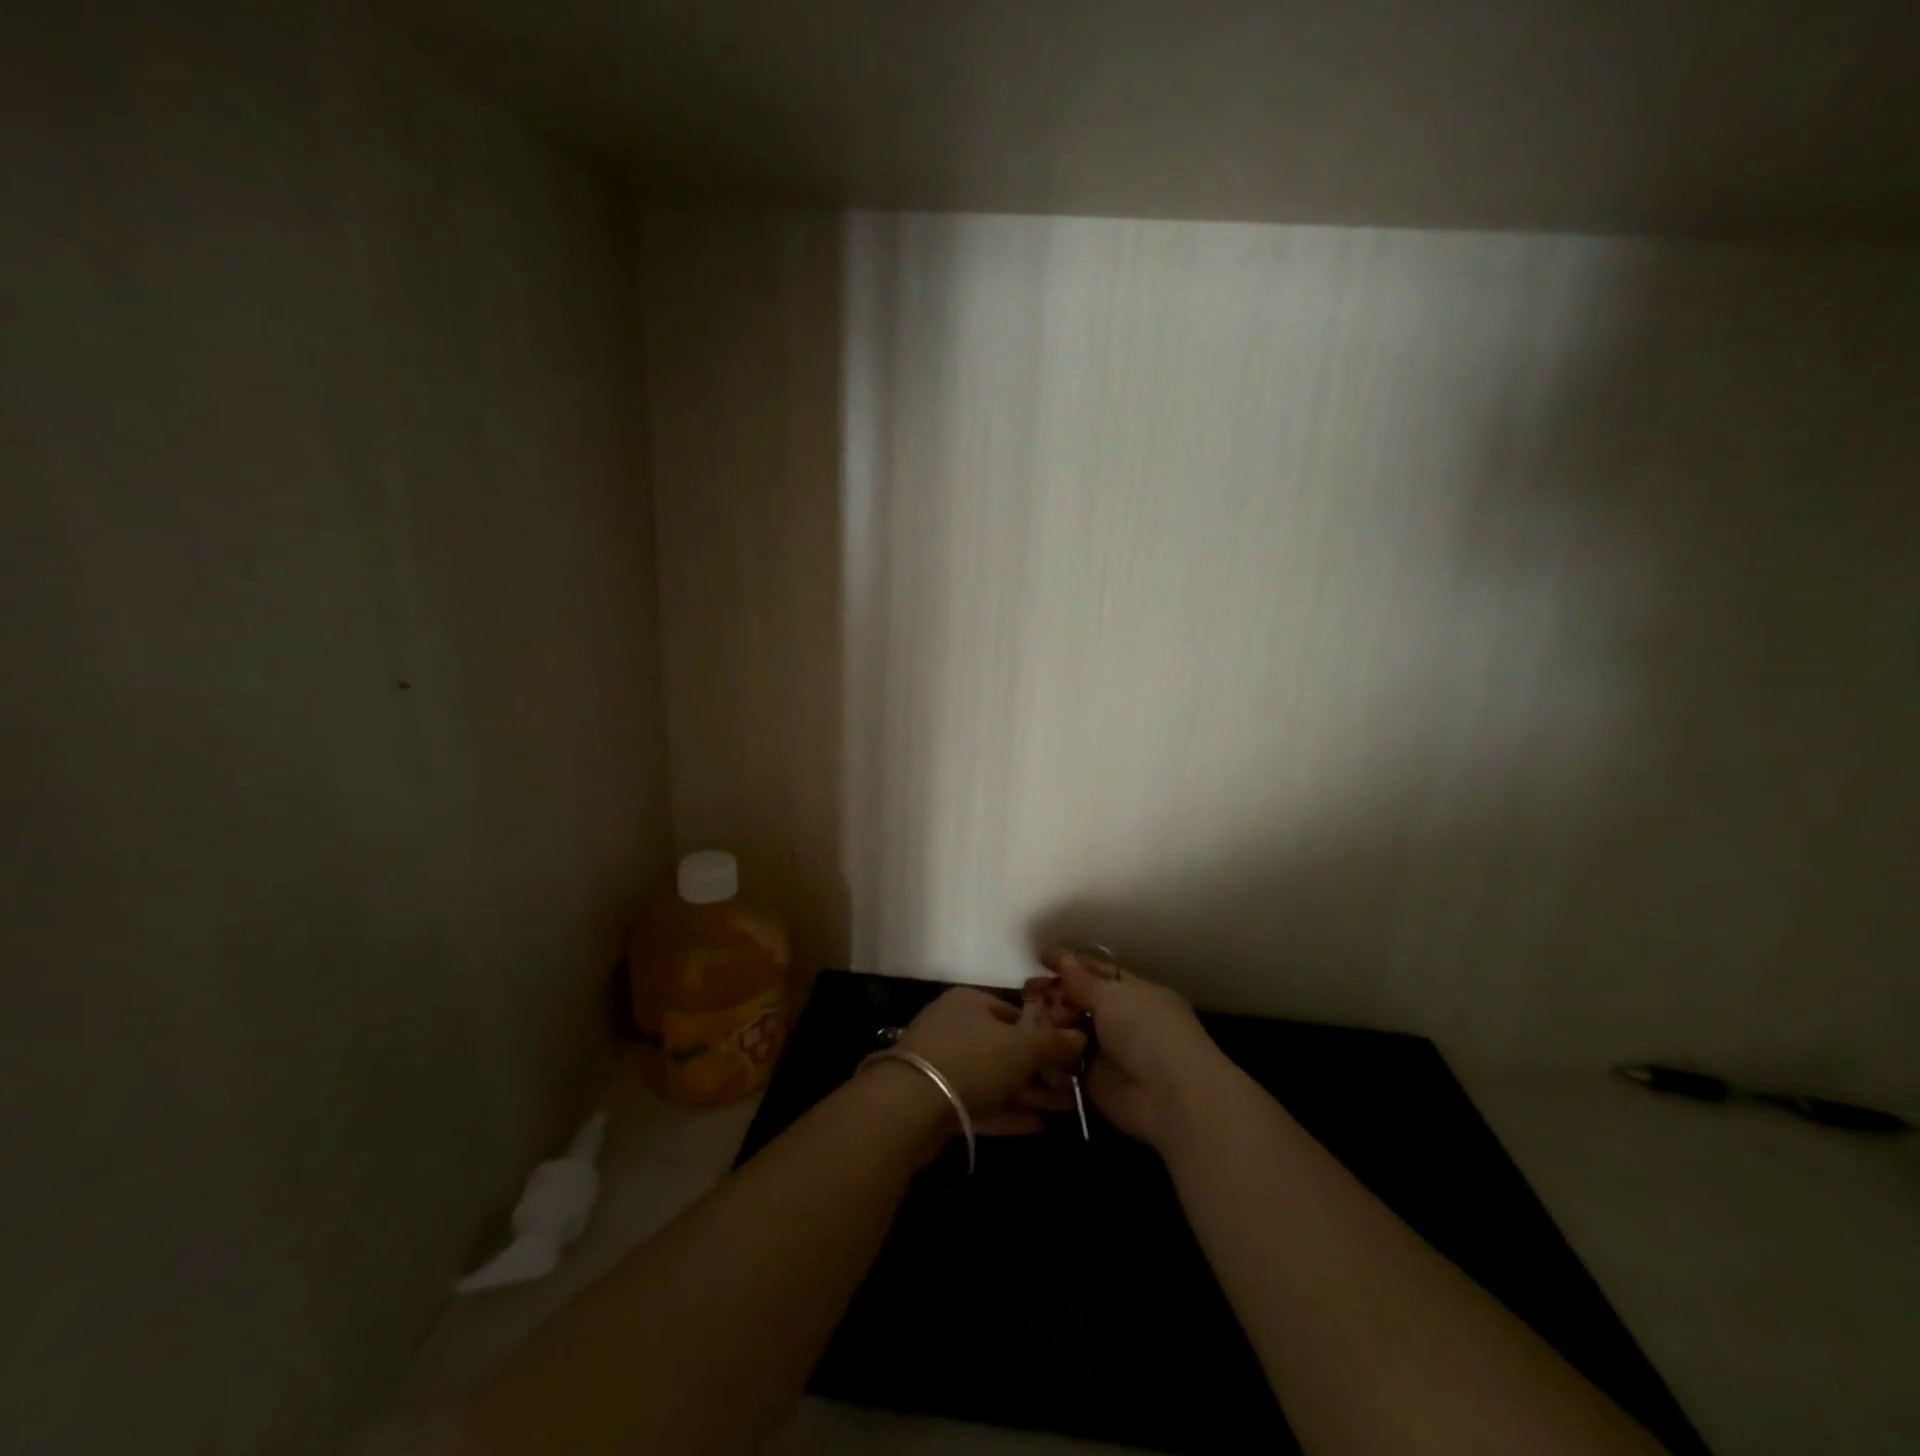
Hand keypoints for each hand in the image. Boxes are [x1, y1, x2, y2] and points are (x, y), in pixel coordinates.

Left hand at [892, 987, 1086, 1135]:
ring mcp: (942, 1063)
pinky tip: (1036, 1126)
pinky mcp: (934, 1099)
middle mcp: (955, 1026)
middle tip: (1070, 1090)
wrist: (908, 1105)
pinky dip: (1006, 1112)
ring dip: (1027, 1093)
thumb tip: (1080, 1036)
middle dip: (1039, 1069)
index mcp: (971, 1002)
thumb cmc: (972, 1060)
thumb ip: (1053, 1042)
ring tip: (1063, 1110)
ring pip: (994, 1077)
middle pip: (1005, 1046)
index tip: (1069, 1057)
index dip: (1044, 1033)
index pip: (1016, 1011)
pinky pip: (979, 1102)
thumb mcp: (1021, 1048)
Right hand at [1026, 948, 1233, 1152]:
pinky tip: (1031, 1044)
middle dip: (1055, 994)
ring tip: (1028, 1017)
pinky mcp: (1095, 1080)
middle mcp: (1122, 1018)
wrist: (1172, 1099)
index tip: (1040, 956)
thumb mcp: (1114, 997)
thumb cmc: (1148, 1033)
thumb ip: (1083, 981)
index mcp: (1135, 992)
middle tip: (1027, 991)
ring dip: (1051, 1023)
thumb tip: (1064, 959)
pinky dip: (1051, 1054)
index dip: (1070, 962)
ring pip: (1071, 1030)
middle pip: (1081, 1000)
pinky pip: (1067, 1062)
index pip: (1097, 971)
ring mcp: (1108, 1050)